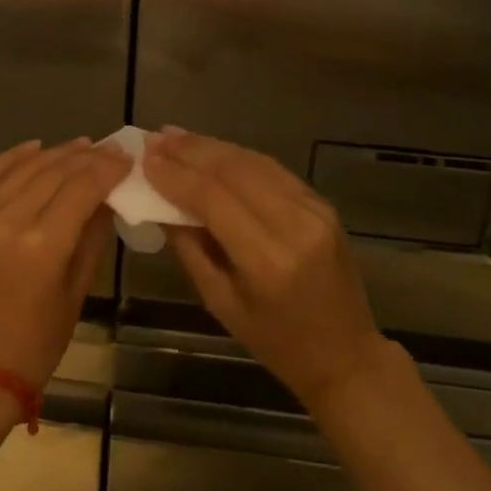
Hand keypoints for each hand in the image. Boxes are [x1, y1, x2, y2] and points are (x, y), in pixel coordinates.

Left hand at [0, 137, 131, 390]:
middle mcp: (8, 221)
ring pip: (24, 168)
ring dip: (55, 153)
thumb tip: (110, 195)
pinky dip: (14, 157)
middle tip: (109, 148)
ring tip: (80, 146)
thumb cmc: (36, 343)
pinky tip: (36, 147)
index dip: (108, 168)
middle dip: (86, 157)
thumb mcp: (77, 291)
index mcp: (42, 246)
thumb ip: (94, 236)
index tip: (126, 156)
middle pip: (54, 172)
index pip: (83, 187)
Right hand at [144, 130, 391, 411]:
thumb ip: (190, 248)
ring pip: (253, 162)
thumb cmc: (275, 342)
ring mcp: (314, 209)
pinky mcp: (322, 203)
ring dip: (211, 146)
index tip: (145, 158)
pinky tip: (212, 150)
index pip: (213, 200)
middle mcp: (295, 225)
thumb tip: (160, 203)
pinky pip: (272, 170)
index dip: (176, 175)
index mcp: (268, 261)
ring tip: (175, 136)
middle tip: (154, 138)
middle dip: (190, 151)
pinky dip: (237, 157)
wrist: (345, 354)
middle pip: (234, 171)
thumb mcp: (220, 303)